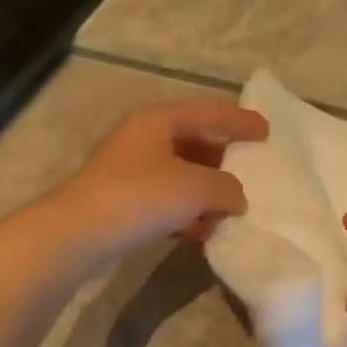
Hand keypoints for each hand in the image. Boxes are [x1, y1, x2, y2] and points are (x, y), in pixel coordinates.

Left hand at [56, 100, 268, 266]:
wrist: (80, 233)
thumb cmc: (141, 196)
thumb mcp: (196, 187)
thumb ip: (227, 187)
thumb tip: (236, 197)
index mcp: (159, 120)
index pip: (210, 113)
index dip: (240, 121)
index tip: (266, 131)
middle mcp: (144, 138)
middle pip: (196, 144)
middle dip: (225, 162)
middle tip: (251, 174)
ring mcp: (131, 170)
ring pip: (183, 175)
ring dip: (207, 194)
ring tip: (230, 212)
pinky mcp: (124, 200)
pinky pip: (168, 201)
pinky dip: (188, 213)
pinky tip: (202, 233)